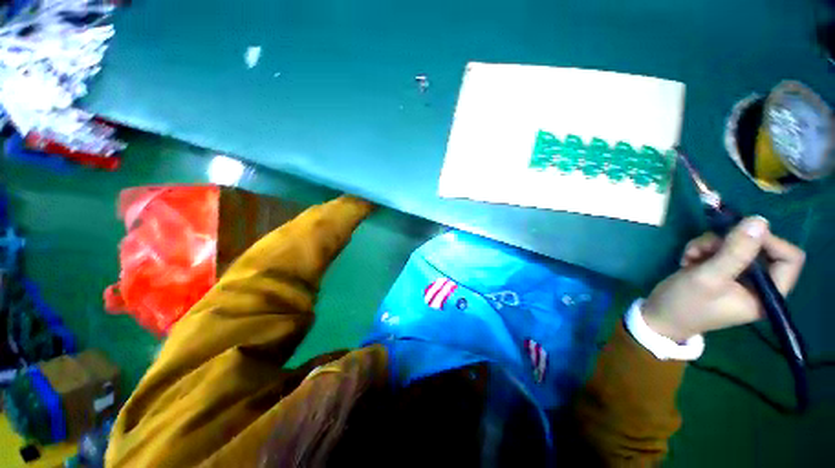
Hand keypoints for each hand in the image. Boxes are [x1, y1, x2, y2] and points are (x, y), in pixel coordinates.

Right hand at [642, 216, 805, 341]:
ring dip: (711, 244)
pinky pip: (721, 249)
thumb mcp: (708, 277)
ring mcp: (740, 278)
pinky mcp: (723, 272)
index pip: (789, 259)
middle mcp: (759, 285)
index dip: (769, 241)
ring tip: (691, 254)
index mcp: (768, 295)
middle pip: (759, 248)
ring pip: (737, 245)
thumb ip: (735, 251)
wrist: (659, 314)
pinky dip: (703, 249)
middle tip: (705, 246)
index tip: (740, 233)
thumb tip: (759, 220)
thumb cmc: (686, 303)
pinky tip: (688, 258)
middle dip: (730, 242)